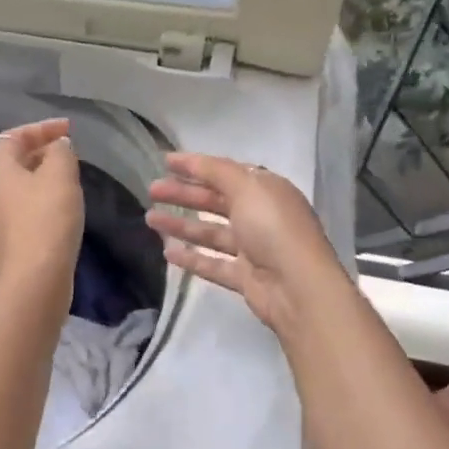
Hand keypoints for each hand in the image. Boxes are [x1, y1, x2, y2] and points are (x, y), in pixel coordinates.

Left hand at [0, 118, 84, 293]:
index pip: (14, 137)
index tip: (68, 130)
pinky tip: (49, 215)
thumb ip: (60, 152)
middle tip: (64, 155)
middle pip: (8, 163)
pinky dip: (29, 207)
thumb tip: (56, 146)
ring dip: (32, 182)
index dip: (42, 129)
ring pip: (9, 191)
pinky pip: (11, 216)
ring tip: (59, 184)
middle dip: (36, 154)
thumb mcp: (62, 175)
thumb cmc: (48, 218)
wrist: (33, 279)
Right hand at [146, 153, 345, 332]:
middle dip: (184, 194)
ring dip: (181, 225)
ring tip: (150, 219)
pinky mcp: (245, 277)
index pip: (226, 173)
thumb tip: (196, 161)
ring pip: (210, 233)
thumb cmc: (274, 228)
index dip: (196, 166)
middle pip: (215, 201)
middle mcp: (260, 216)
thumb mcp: (247, 187)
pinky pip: (213, 263)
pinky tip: (167, 252)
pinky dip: (192, 257)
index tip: (165, 162)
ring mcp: (253, 249)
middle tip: (152, 190)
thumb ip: (217, 172)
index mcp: (266, 191)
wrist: (298, 287)